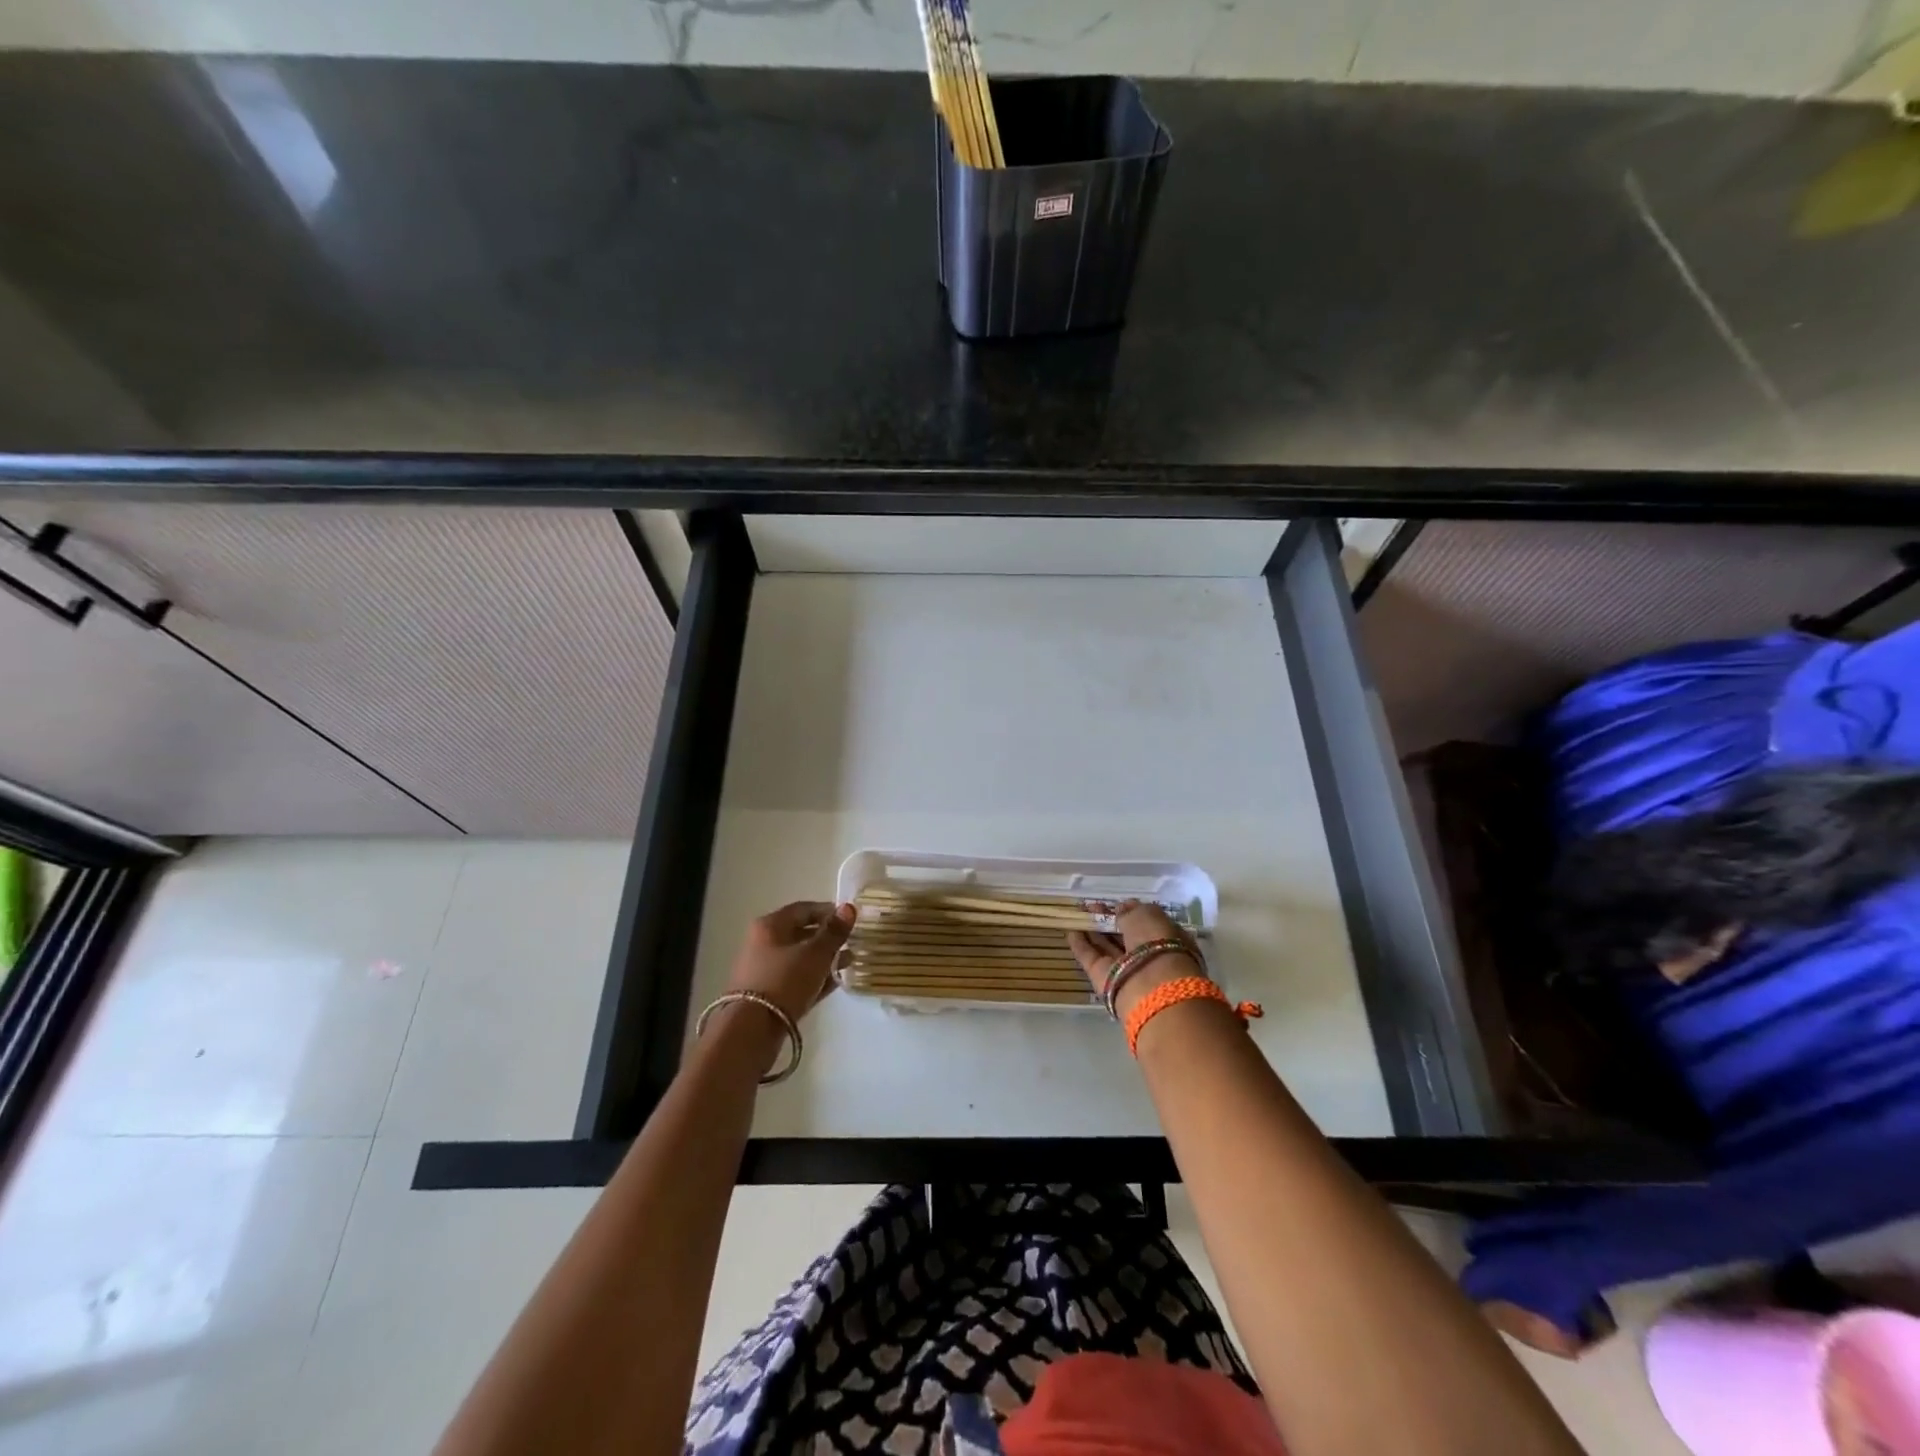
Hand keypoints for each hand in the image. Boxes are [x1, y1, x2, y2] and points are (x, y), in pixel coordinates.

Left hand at [728, 901, 856, 1022]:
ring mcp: (763, 970)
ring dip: (824, 959)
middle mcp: (763, 943)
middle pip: (800, 933)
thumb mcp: (815, 954)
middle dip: (828, 937)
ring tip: (849, 962)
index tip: (850, 920)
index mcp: (770, 926)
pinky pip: (795, 978)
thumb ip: (834, 932)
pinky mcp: (767, 995)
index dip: (828, 911)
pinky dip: (814, 977)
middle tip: (851, 942)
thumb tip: (849, 907)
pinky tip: (834, 982)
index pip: (803, 909)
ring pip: (799, 958)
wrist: (751, 1030)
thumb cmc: (785, 981)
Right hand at [1067, 899, 1202, 1017]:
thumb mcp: (1147, 915)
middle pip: (1124, 936)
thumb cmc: (1156, 942)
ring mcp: (1125, 969)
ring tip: (1077, 914)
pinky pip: (1091, 958)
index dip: (1129, 912)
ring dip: (1092, 930)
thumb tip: (1119, 909)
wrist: (1151, 986)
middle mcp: (1147, 955)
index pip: (1146, 924)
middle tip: (1091, 907)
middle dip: (1108, 920)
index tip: (1114, 904)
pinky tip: (1070, 930)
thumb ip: (1130, 911)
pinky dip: (1080, 944)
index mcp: (1166, 939)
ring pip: (1106, 946)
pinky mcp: (1105, 980)